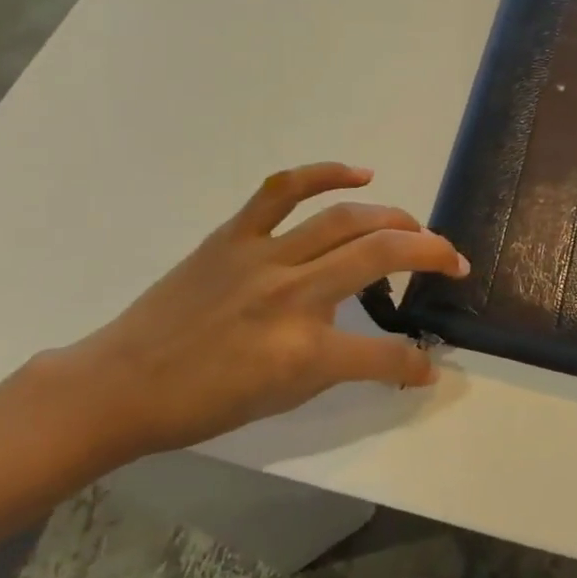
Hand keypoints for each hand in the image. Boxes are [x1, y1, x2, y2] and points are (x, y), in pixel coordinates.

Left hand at [44, 163, 465, 466]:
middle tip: (453, 261)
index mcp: (302, 353)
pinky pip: (285, 190)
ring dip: (393, 219)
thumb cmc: (202, 403)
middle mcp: (291, 296)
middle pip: (380, 257)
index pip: (382, 355)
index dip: (413, 363)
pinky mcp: (235, 234)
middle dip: (431, 255)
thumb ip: (341, 368)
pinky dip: (327, 174)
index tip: (430, 367)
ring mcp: (263, 257)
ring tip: (415, 228)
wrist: (123, 383)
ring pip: (345, 220)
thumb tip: (392, 358)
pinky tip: (361, 175)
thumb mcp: (281, 398)